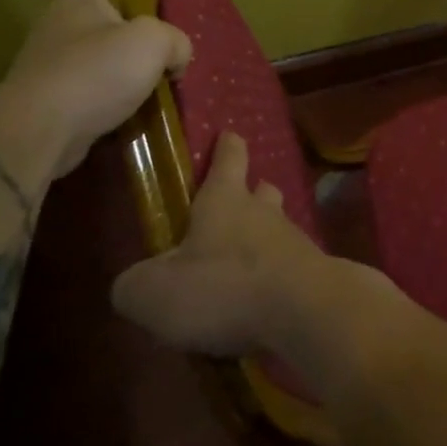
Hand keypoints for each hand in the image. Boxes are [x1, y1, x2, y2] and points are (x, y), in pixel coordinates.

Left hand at [0, 0, 192, 182]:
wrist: (40, 132)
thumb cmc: (98, 72)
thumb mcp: (156, 42)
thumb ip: (176, 41)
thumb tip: (176, 57)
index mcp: (78, 0)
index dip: (135, 1)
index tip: (159, 24)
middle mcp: (57, 27)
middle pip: (106, 30)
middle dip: (133, 47)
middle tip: (162, 63)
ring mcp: (47, 67)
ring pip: (98, 66)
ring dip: (121, 81)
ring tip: (149, 95)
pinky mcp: (44, 103)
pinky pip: (86, 98)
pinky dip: (105, 107)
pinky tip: (125, 119)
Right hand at [110, 133, 346, 357]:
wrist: (303, 311)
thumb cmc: (224, 287)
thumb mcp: (154, 293)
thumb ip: (135, 285)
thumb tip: (133, 284)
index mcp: (224, 200)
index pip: (229, 158)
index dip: (226, 146)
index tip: (228, 134)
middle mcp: (263, 212)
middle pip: (261, 191)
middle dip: (250, 193)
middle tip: (235, 204)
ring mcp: (294, 241)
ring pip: (278, 229)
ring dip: (262, 239)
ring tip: (242, 263)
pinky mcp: (313, 273)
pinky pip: (289, 267)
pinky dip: (275, 277)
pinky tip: (262, 301)